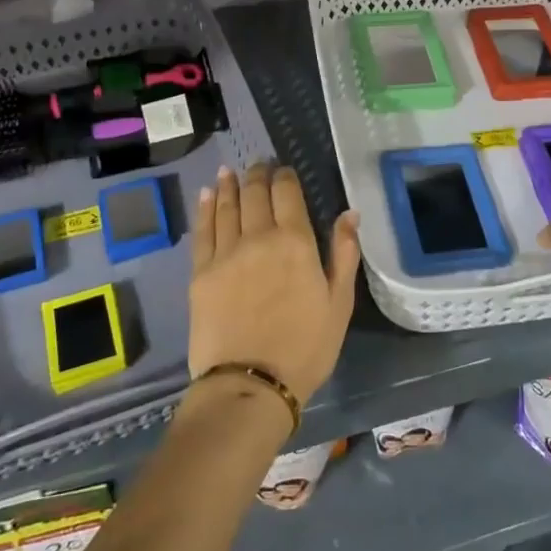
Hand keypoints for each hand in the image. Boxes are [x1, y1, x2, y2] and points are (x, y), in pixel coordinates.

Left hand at [190, 163, 359, 404]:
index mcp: (295, 241)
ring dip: (230, 184)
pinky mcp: (200, 272)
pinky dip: (206, 207)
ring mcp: (225, 253)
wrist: (250, 385)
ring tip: (231, 171)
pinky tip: (208, 194)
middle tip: (258, 165)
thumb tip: (350, 213)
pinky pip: (202, 230)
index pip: (287, 193)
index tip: (283, 170)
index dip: (284, 176)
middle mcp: (258, 236)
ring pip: (226, 206)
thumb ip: (344, 254)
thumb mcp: (339, 303)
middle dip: (257, 175)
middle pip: (254, 193)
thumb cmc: (305, 348)